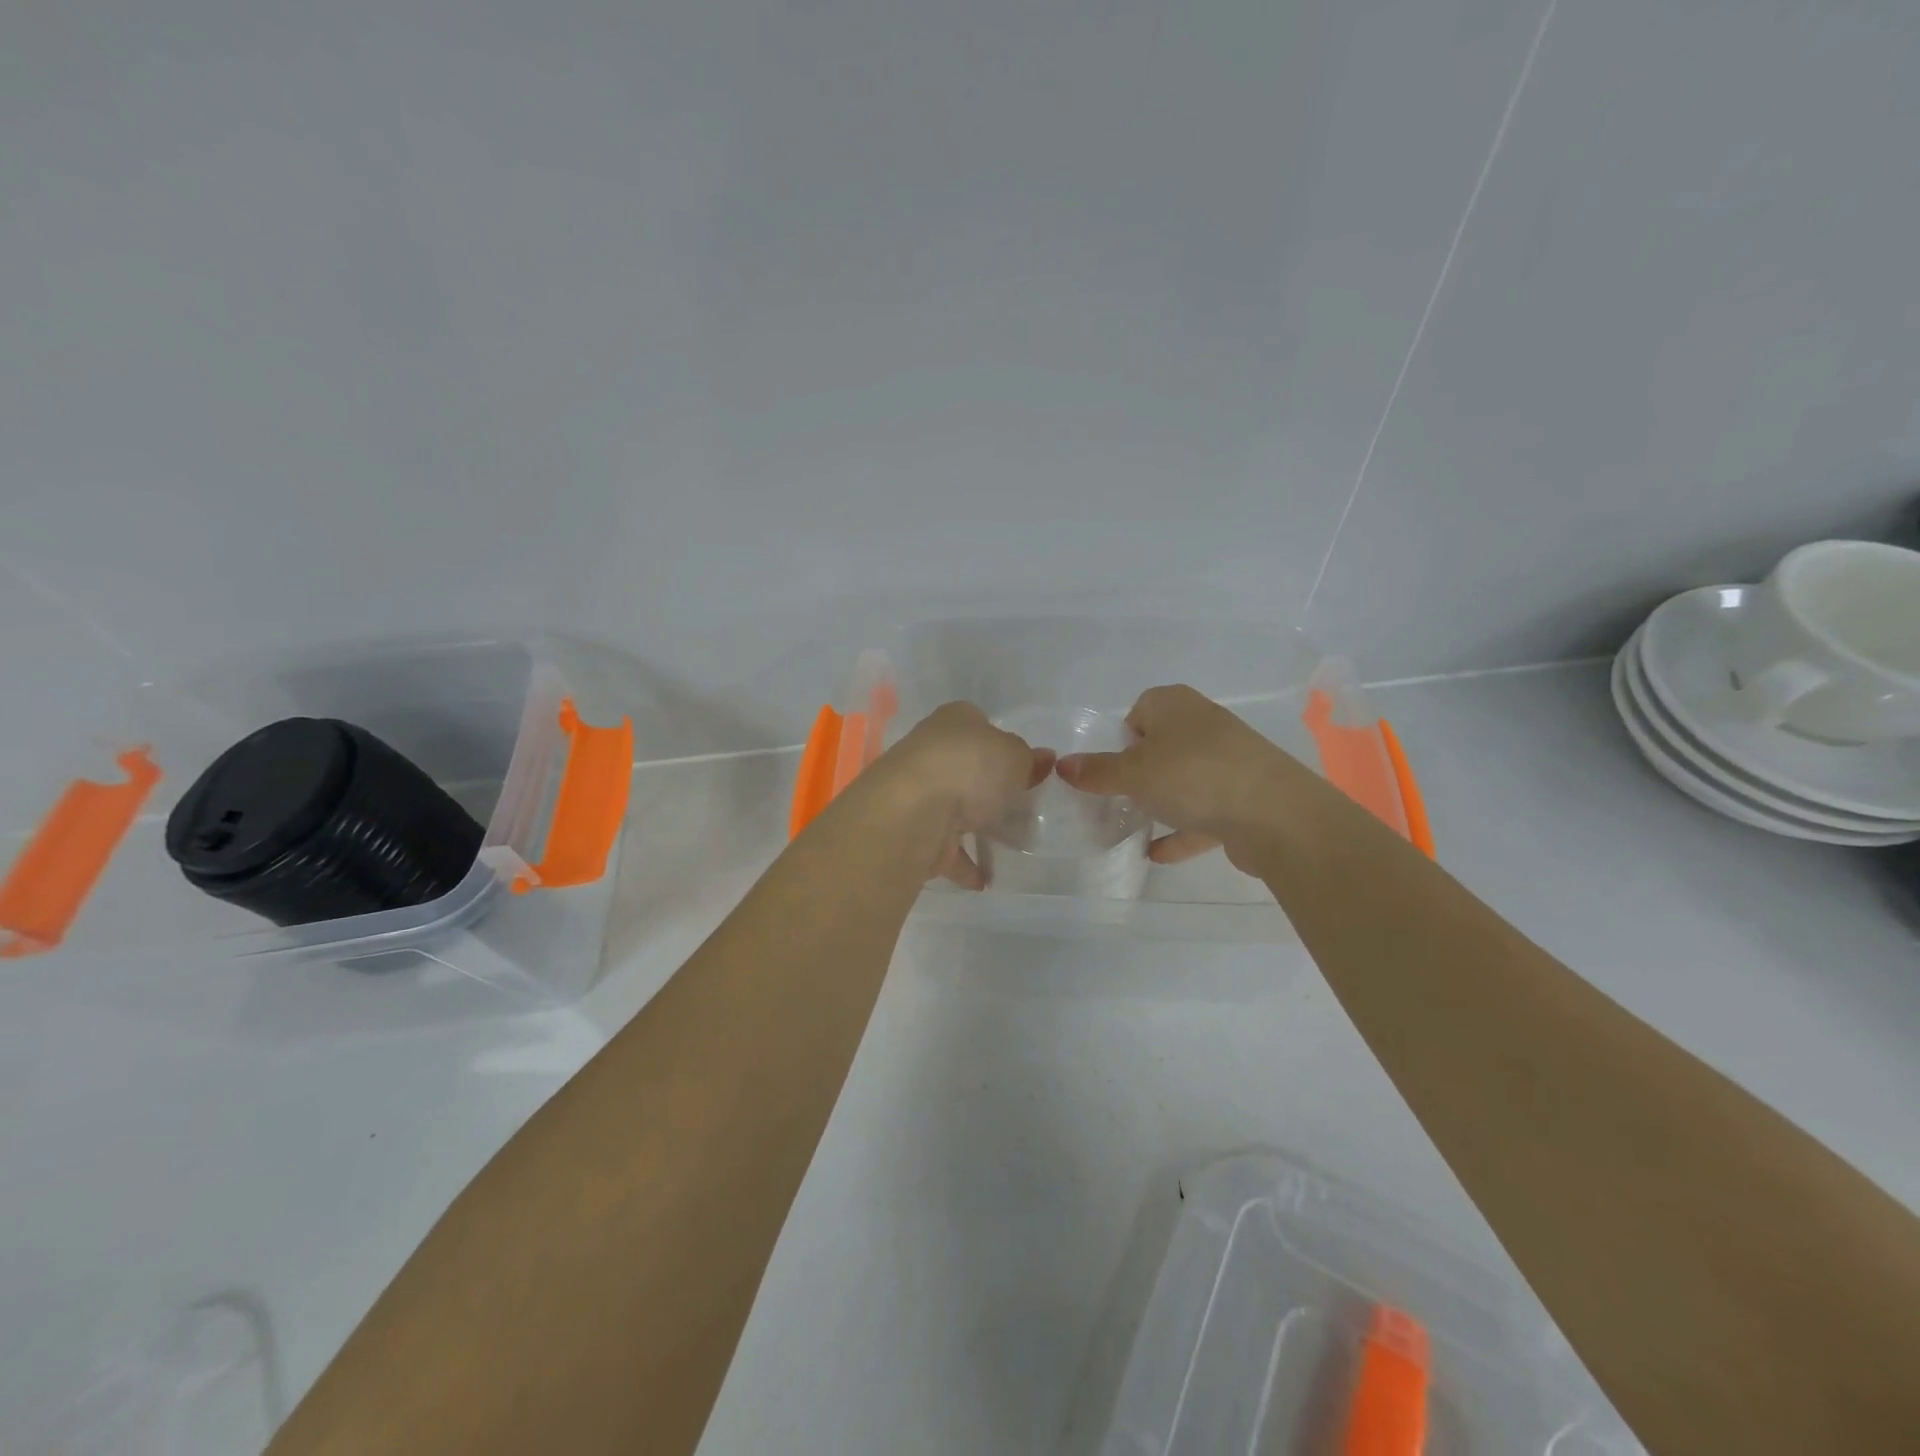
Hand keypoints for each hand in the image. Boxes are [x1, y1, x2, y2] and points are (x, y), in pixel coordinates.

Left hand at [861, 702, 1053, 888]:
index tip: (1024, 768)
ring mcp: (918, 792)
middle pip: (965, 768)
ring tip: (1009, 846)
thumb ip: (1029, 760)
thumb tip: (1043, 759)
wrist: (913, 812)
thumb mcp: (1014, 756)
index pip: (980, 725)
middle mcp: (930, 750)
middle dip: (989, 788)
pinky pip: (943, 847)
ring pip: (953, 808)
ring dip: (975, 826)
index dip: (1002, 744)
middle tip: (1022, 808)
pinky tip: (985, 879)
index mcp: (953, 720)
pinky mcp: (912, 831)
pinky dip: (962, 863)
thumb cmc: (969, 768)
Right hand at [1056, 684, 1307, 868]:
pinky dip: (1182, 830)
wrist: (1273, 814)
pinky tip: (1157, 854)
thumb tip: (1062, 765)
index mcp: (1175, 705)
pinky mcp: (1242, 797)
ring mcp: (1228, 762)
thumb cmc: (1192, 776)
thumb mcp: (1132, 772)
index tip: (1109, 766)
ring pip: (1183, 779)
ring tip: (1133, 826)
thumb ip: (1097, 771)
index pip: (1140, 709)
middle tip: (1116, 797)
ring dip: (1161, 801)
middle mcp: (1203, 725)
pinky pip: (1202, 812)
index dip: (1122, 736)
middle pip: (1162, 745)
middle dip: (1138, 772)